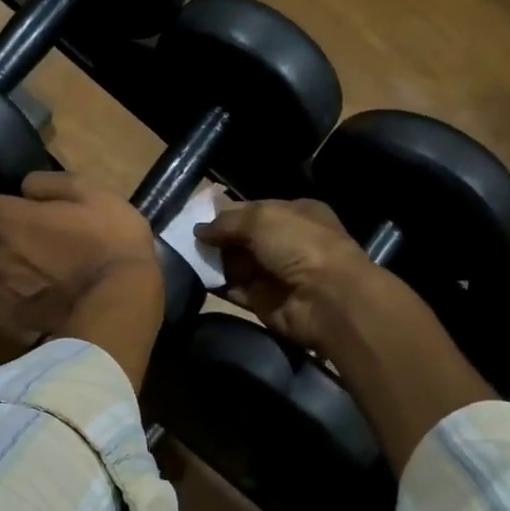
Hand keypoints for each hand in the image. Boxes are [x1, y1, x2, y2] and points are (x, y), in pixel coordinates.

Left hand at [0, 173, 164, 384]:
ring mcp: (4, 288)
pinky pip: (4, 301)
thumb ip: (51, 184)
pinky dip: (13, 294)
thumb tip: (26, 188)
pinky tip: (36, 292)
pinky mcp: (19, 316)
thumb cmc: (108, 238)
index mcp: (6, 218)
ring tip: (16, 263)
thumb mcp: (91, 193)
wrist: (122, 299)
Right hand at [200, 198, 491, 468]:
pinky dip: (217, 285)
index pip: (253, 209)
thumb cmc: (300, 246)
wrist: (327, 299)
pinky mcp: (264, 301)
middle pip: (242, 237)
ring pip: (235, 263)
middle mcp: (285, 242)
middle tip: (182, 237)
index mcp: (294, 213)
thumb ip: (227, 222)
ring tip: (182, 255)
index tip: (196, 216)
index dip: (226, 212)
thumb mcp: (262, 219)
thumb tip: (199, 230)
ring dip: (212, 261)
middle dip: (216, 238)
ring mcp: (274, 273)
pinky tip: (193, 277)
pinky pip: (234, 289)